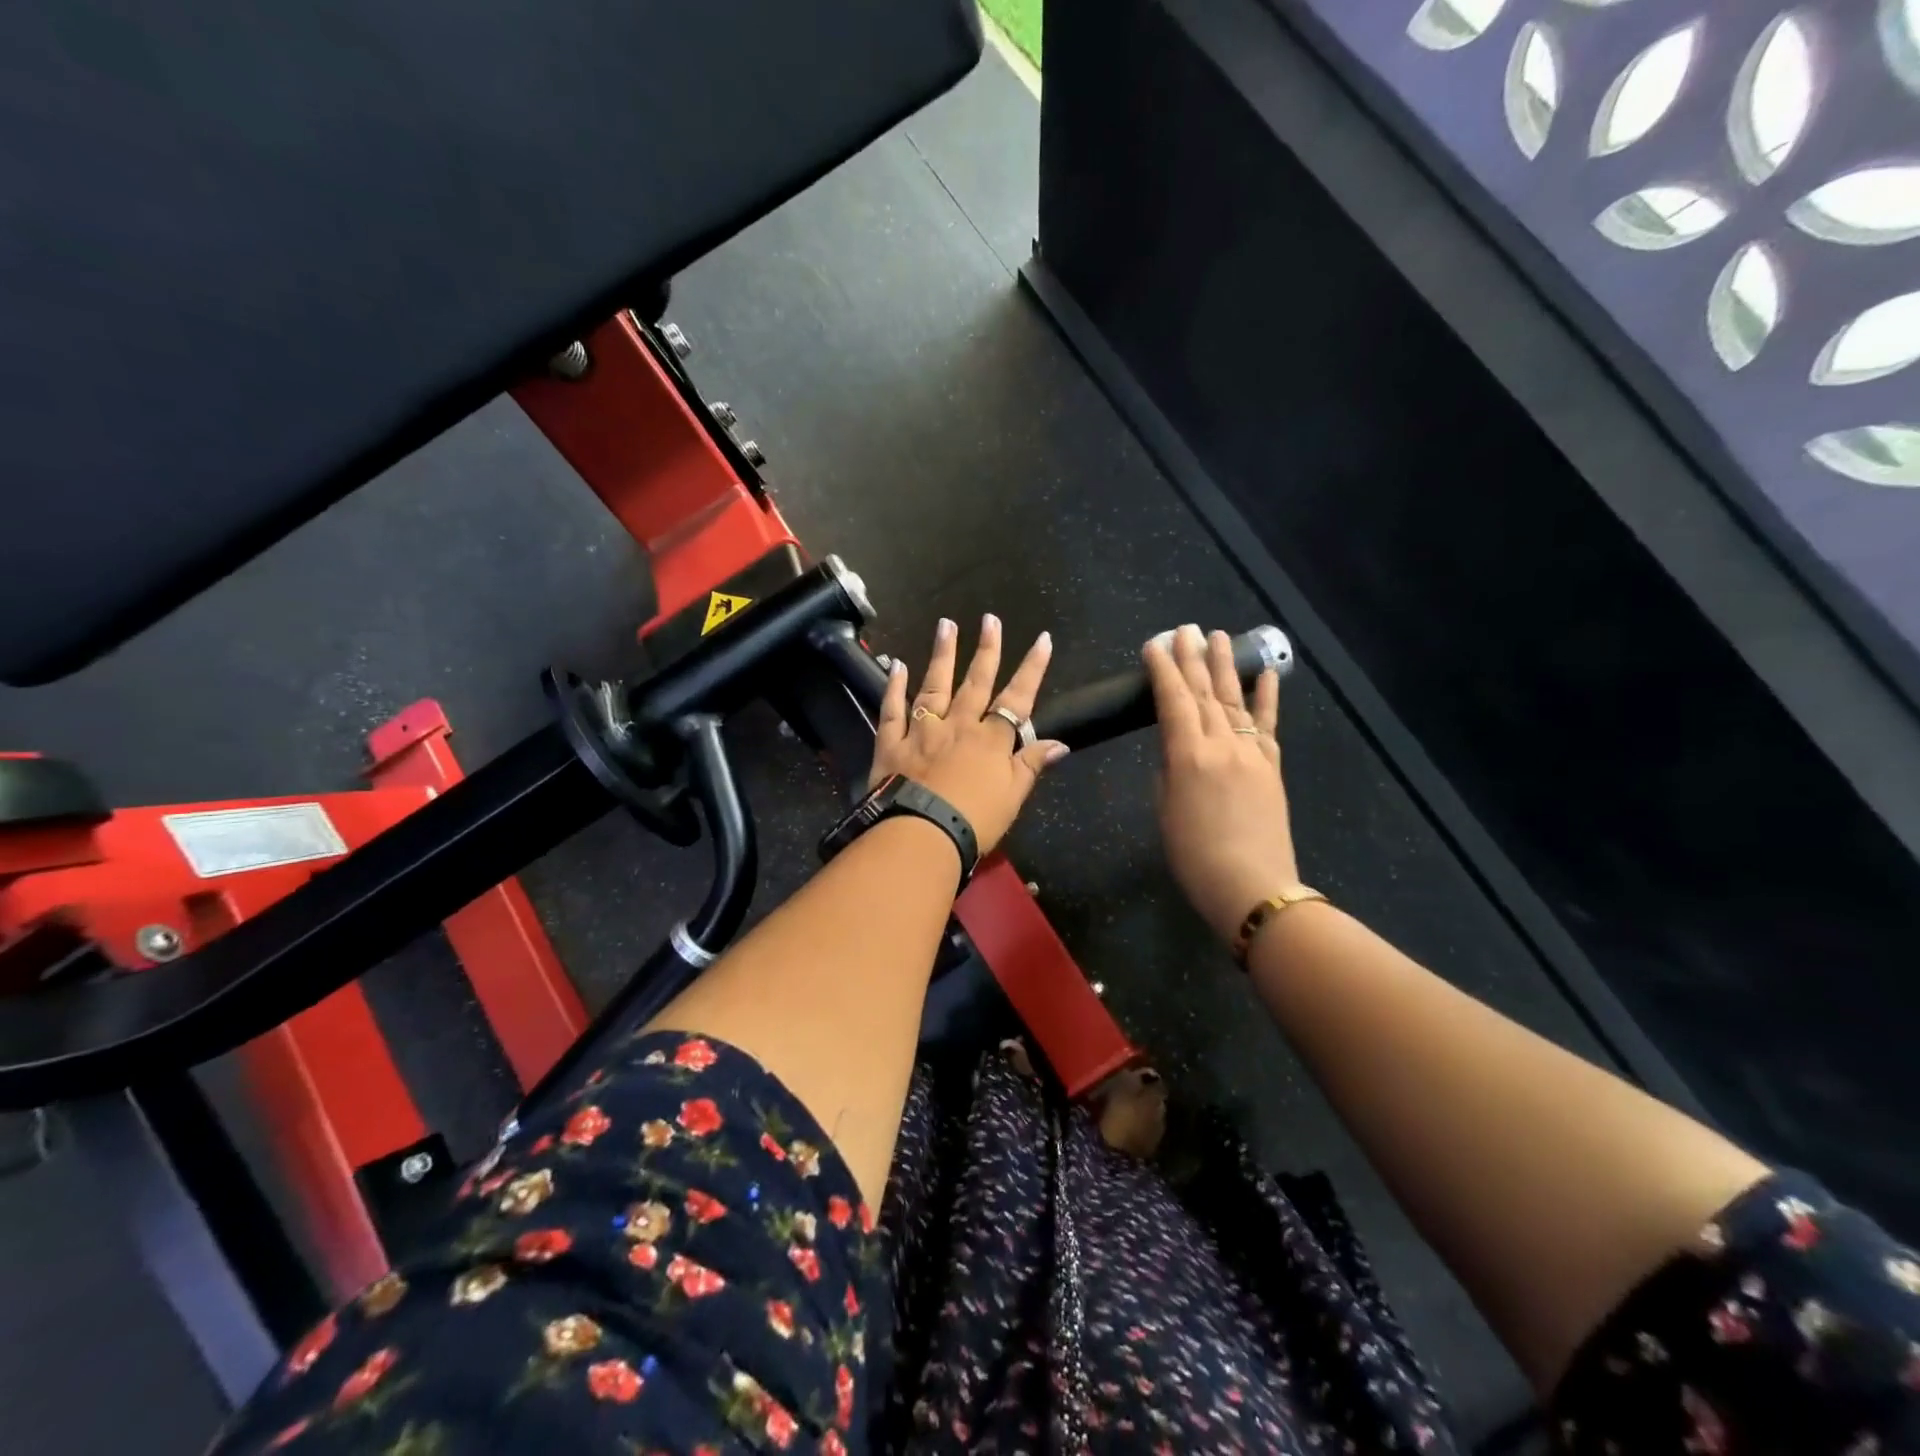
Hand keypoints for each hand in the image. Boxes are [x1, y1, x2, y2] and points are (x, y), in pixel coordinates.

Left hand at [871, 614, 1069, 853]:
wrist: (921, 835)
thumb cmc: (973, 821)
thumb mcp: (1013, 797)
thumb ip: (1032, 765)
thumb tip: (1060, 742)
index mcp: (990, 740)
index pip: (1017, 699)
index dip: (1032, 669)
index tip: (1042, 639)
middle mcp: (958, 726)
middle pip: (975, 682)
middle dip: (986, 649)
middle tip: (990, 619)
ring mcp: (922, 731)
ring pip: (934, 686)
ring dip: (942, 654)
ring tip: (946, 624)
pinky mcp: (891, 743)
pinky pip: (892, 710)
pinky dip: (894, 687)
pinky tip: (897, 665)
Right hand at [1145, 624, 1299, 944]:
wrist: (1252, 886)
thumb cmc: (1195, 856)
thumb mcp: (1166, 810)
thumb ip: (1169, 770)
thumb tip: (1176, 748)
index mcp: (1189, 756)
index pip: (1173, 701)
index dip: (1162, 670)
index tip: (1154, 645)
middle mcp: (1222, 744)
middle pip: (1204, 692)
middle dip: (1192, 658)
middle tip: (1184, 629)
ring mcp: (1252, 752)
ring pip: (1234, 699)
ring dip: (1224, 666)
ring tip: (1217, 636)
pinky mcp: (1272, 765)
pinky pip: (1268, 724)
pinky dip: (1267, 697)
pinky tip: (1265, 673)